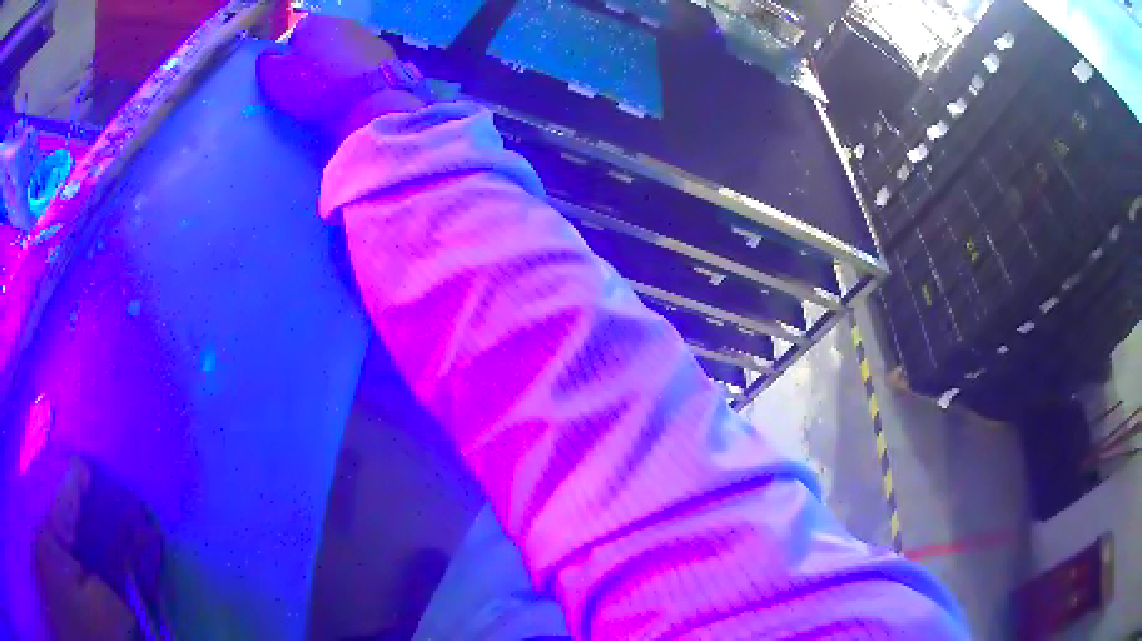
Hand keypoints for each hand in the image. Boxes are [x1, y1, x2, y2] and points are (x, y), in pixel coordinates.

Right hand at [256, 15, 423, 144]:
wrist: (371, 102)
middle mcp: (346, 22)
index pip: (297, 32)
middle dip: (316, 57)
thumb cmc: (317, 88)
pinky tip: (356, 94)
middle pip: (324, 38)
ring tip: (334, 92)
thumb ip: (269, 64)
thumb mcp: (280, 79)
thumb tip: (267, 56)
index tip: (289, 75)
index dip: (291, 53)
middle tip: (309, 84)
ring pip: (347, 48)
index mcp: (316, 23)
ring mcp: (371, 37)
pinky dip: (360, 74)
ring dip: (340, 64)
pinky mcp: (390, 55)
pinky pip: (367, 63)